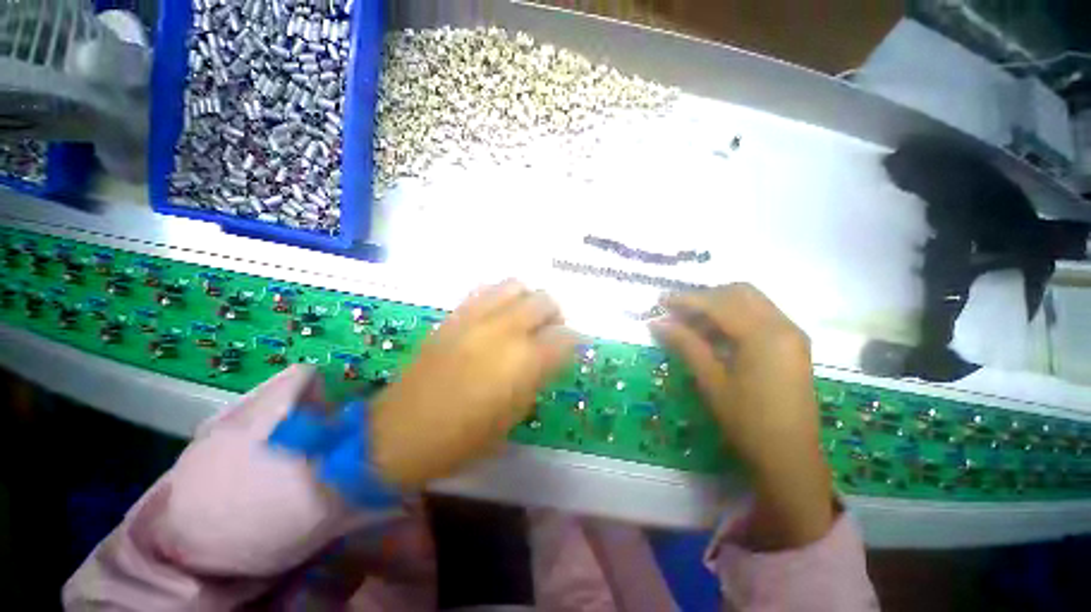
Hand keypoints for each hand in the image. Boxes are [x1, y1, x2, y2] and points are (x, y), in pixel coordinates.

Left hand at [370, 280, 576, 487]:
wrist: (400, 432)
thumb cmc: (463, 438)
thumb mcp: (513, 416)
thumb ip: (537, 377)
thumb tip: (549, 356)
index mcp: (525, 362)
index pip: (565, 337)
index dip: (572, 342)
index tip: (569, 349)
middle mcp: (505, 331)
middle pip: (544, 301)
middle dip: (554, 315)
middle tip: (549, 332)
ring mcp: (476, 317)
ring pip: (516, 286)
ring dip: (528, 300)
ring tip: (524, 319)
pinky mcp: (454, 315)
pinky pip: (486, 291)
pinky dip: (501, 297)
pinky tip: (498, 315)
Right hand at [651, 283, 834, 549]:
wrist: (790, 458)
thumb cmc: (747, 422)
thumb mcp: (711, 381)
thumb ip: (685, 344)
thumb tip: (656, 323)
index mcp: (764, 335)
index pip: (719, 303)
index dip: (686, 299)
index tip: (660, 301)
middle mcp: (783, 325)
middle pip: (739, 292)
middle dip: (705, 297)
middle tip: (678, 312)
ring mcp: (791, 334)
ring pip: (751, 302)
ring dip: (720, 306)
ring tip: (692, 324)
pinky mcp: (792, 345)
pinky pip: (760, 317)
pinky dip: (735, 317)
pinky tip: (716, 335)